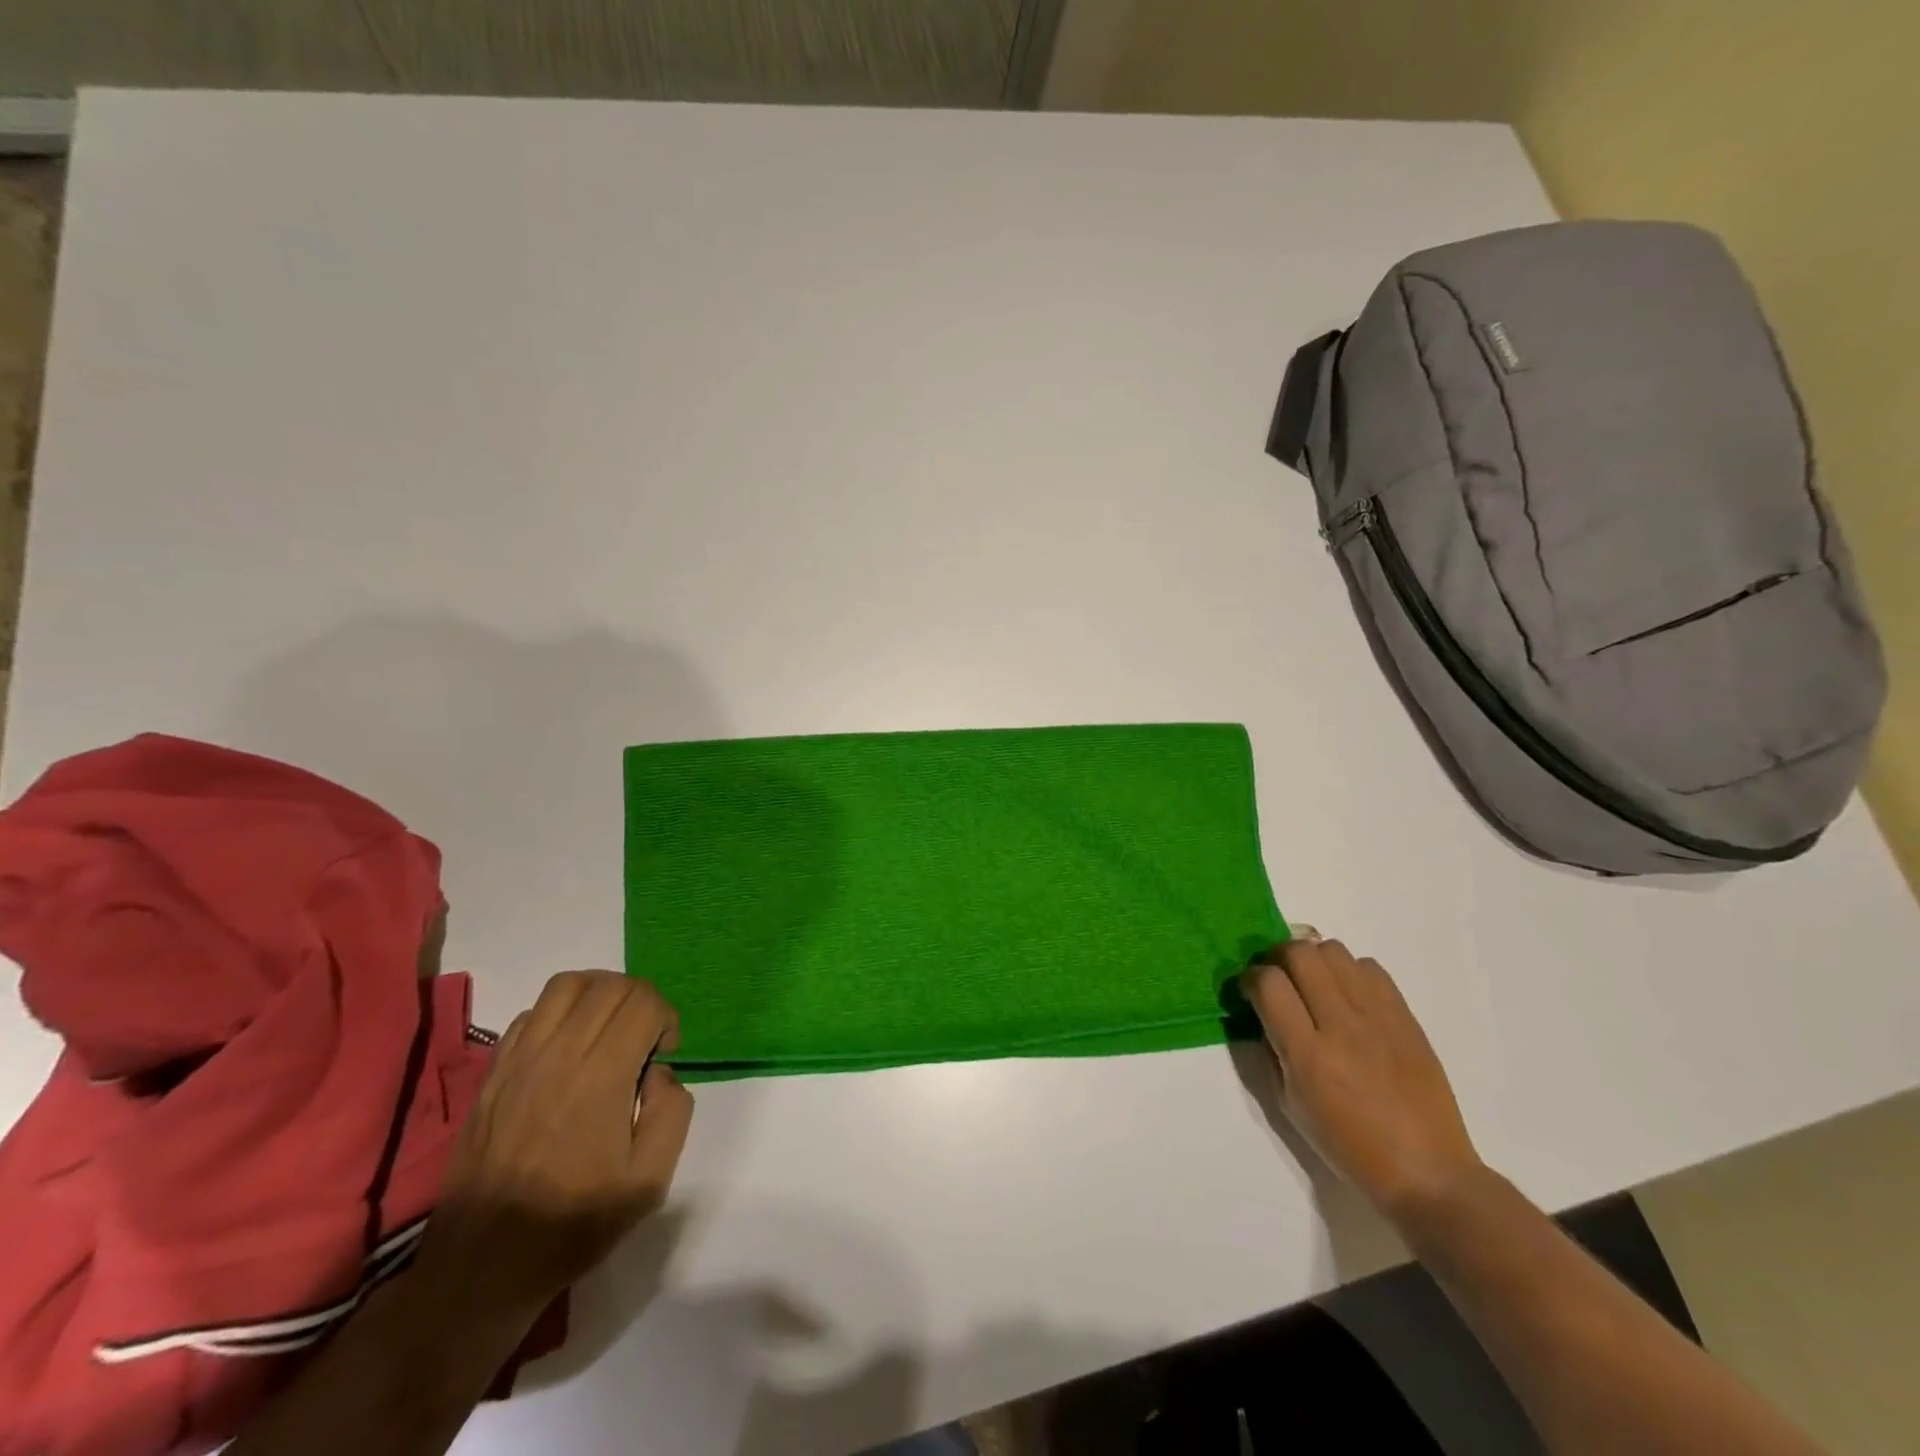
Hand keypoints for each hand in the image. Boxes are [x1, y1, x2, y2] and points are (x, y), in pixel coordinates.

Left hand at [417, 971, 693, 1316]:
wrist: (482, 1267)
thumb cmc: (574, 1224)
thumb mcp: (649, 1182)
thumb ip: (672, 1112)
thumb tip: (658, 1073)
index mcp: (600, 1078)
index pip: (642, 1002)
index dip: (666, 1018)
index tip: (664, 1055)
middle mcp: (558, 1055)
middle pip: (610, 985)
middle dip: (641, 1000)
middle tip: (645, 1041)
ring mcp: (519, 1060)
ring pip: (567, 985)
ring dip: (600, 993)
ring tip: (609, 1030)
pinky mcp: (493, 1073)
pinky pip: (530, 1013)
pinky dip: (559, 1013)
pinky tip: (567, 1049)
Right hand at [1241, 931, 1482, 1221]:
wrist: (1427, 1171)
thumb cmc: (1349, 1147)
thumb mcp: (1291, 1104)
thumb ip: (1273, 1050)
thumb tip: (1263, 1011)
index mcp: (1309, 1055)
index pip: (1269, 984)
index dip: (1251, 978)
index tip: (1250, 990)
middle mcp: (1342, 1025)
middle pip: (1300, 954)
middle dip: (1278, 958)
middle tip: (1279, 978)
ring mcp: (1378, 1017)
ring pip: (1334, 950)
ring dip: (1314, 960)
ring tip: (1314, 984)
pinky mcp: (1405, 1016)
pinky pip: (1370, 967)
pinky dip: (1350, 972)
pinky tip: (1349, 997)